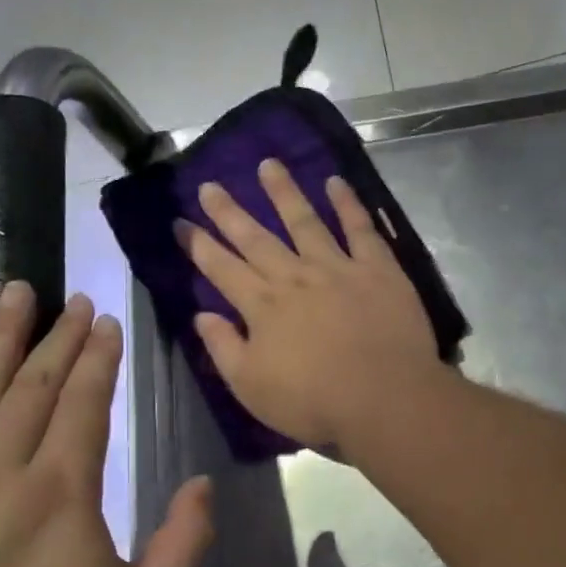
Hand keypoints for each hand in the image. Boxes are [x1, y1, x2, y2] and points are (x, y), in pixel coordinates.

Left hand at [0, 285, 212, 566]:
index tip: (108, 320)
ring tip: (11, 295)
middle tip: (71, 296)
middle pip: (31, 386)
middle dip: (56, 336)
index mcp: (60, 494)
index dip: (98, 358)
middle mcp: (0, 474)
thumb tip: (204, 486)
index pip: (83, 404)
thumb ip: (185, 544)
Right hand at [180, 159, 439, 448]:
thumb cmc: (313, 402)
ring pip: (304, 221)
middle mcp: (294, 277)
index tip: (180, 222)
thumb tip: (201, 316)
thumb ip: (224, 349)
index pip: (222, 269)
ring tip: (268, 164)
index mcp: (262, 307)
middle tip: (210, 185)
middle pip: (256, 238)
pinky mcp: (378, 269)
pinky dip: (347, 203)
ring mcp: (337, 268)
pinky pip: (360, 228)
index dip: (199, 245)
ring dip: (284, 192)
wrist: (384, 398)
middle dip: (230, 212)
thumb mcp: (251, 388)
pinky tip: (335, 182)